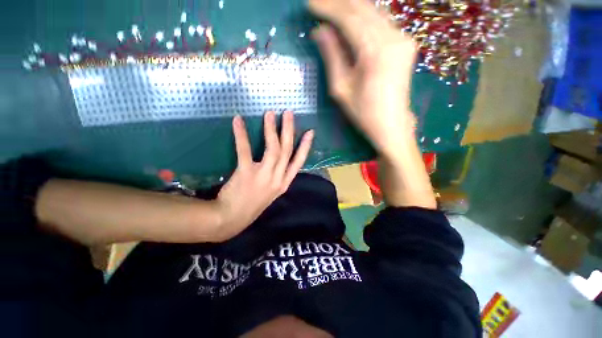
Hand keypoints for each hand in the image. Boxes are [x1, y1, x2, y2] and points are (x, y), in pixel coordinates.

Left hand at [215, 111, 313, 240]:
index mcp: (284, 184)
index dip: (305, 147)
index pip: (298, 162)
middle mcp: (277, 179)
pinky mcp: (246, 173)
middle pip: (287, 151)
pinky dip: (242, 134)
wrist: (231, 219)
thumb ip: (276, 177)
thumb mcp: (270, 193)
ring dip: (272, 130)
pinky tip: (238, 121)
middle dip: (289, 131)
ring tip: (271, 114)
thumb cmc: (252, 205)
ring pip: (273, 149)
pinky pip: (246, 150)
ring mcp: (264, 176)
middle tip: (288, 113)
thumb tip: (278, 160)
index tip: (310, 132)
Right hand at [309, 0, 416, 158]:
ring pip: (374, 11)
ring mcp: (403, 38)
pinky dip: (364, 17)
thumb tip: (319, 31)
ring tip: (331, 10)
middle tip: (319, 4)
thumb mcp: (341, 88)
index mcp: (375, 51)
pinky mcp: (405, 42)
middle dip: (339, 3)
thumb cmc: (363, 112)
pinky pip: (382, 21)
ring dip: (351, 7)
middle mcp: (394, 37)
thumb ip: (332, 55)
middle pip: (363, 8)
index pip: (349, 17)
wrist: (391, 124)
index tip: (310, 4)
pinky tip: (351, 19)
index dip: (328, 8)